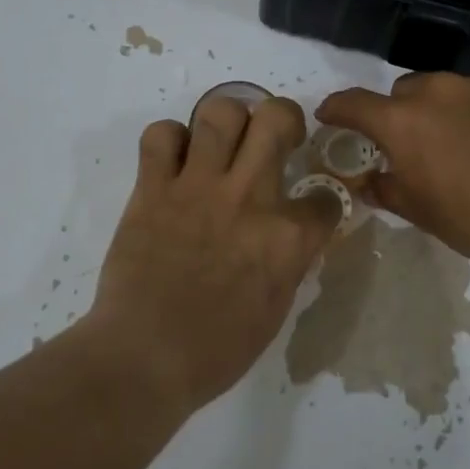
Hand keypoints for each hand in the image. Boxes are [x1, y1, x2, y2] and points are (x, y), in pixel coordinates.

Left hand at [84, 95, 340, 413]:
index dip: (322, 201)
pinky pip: (161, 134)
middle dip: (284, 118)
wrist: (144, 357)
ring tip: (224, 139)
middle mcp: (249, 197)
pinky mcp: (153, 187)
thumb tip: (292, 234)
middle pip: (277, 117)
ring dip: (228, 119)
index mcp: (286, 236)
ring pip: (220, 111)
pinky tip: (174, 161)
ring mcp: (198, 186)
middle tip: (275, 137)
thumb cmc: (216, 349)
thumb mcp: (275, 308)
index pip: (325, 196)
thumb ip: (289, 259)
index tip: (311, 207)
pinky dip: (168, 140)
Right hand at [318, 72, 469, 266]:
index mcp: (403, 121)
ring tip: (468, 145)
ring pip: (448, 90)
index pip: (354, 104)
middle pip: (404, 93)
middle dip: (401, 115)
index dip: (336, 109)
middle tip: (415, 147)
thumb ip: (387, 191)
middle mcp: (438, 91)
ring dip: (446, 111)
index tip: (329, 116)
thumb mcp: (421, 213)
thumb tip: (369, 183)